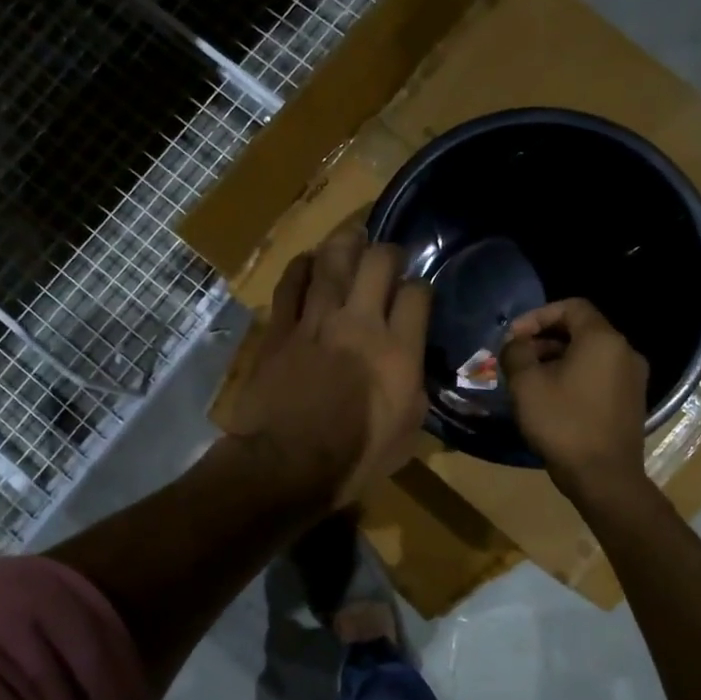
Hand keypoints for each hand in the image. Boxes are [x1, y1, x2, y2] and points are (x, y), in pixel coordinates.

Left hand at [224, 225, 430, 504]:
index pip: (417, 294)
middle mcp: (360, 323)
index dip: (420, 286)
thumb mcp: (408, 432)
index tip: (416, 293)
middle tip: (387, 255)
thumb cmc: (355, 458)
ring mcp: (317, 321)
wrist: (287, 464)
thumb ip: (414, 385)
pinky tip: (308, 261)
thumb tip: (411, 363)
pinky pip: (291, 283)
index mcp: (398, 351)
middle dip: (388, 251)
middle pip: (378, 262)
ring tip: (352, 235)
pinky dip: (301, 267)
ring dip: (345, 242)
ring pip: (333, 261)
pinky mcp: (281, 328)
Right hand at [499, 299, 649, 497]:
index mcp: (602, 339)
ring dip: (557, 359)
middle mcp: (625, 351)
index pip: (571, 306)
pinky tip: (552, 398)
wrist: (604, 477)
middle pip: (581, 330)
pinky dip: (574, 376)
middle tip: (517, 358)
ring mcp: (633, 378)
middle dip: (544, 338)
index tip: (514, 337)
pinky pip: (599, 375)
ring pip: (590, 354)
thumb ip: (516, 352)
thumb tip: (516, 343)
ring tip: (529, 380)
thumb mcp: (526, 383)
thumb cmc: (563, 423)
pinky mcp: (631, 401)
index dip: (538, 315)